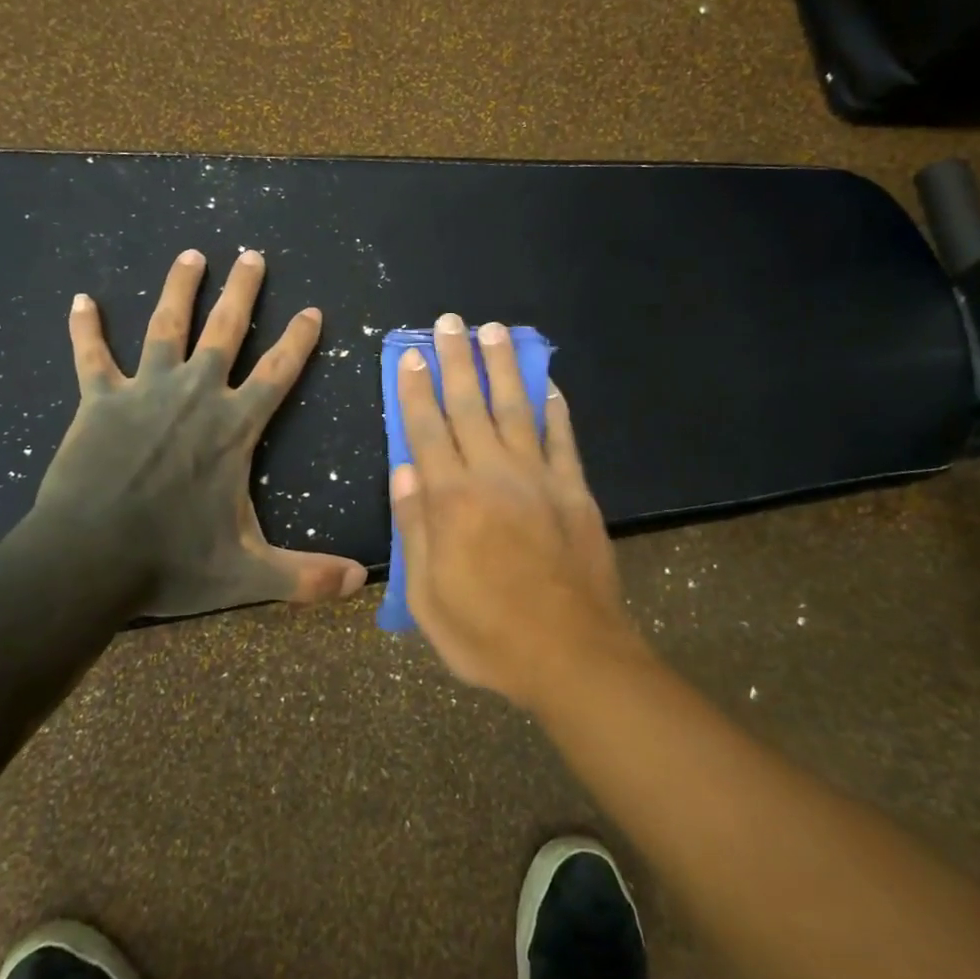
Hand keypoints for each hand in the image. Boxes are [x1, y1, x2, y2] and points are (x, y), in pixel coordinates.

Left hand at [17, 248, 367, 618]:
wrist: (88, 561)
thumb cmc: (172, 561)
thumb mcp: (248, 573)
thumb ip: (305, 575)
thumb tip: (360, 583)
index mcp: (234, 427)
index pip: (279, 372)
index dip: (299, 340)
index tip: (313, 310)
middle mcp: (195, 395)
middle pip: (225, 330)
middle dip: (243, 291)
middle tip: (252, 254)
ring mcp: (144, 392)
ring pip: (165, 326)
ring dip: (179, 288)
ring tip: (191, 255)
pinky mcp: (99, 402)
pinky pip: (91, 357)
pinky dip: (85, 329)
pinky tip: (81, 300)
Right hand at [390, 313, 648, 710]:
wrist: (572, 656)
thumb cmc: (488, 635)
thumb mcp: (429, 596)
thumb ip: (414, 529)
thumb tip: (404, 471)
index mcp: (452, 500)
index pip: (427, 430)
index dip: (416, 390)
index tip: (410, 355)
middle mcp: (494, 475)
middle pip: (470, 405)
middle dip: (456, 360)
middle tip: (449, 323)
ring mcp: (540, 479)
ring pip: (516, 409)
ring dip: (503, 367)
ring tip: (495, 331)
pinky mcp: (576, 491)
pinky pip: (563, 438)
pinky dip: (555, 408)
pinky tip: (547, 384)